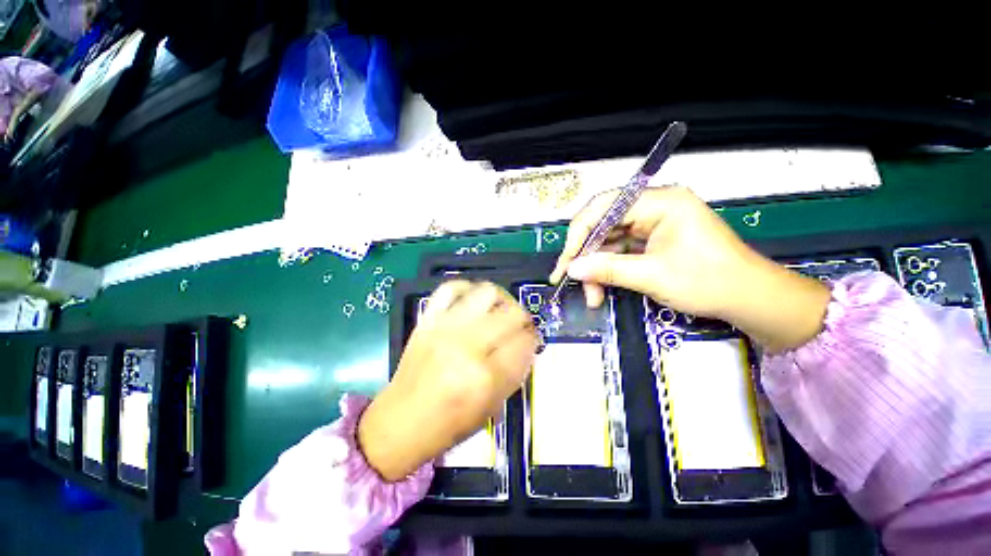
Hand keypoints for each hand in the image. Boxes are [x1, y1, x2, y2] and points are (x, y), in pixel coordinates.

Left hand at [358, 281, 538, 480]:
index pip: (526, 342)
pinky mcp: (427, 320)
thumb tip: (527, 343)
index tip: (531, 342)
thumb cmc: (448, 425)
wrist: (400, 422)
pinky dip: (467, 289)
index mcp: (486, 378)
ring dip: (501, 299)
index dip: (533, 340)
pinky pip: (450, 288)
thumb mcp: (492, 408)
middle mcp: (468, 347)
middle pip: (512, 313)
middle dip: (523, 319)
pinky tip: (472, 301)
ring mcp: (445, 328)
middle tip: (518, 327)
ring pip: (487, 293)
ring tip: (499, 310)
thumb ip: (515, 372)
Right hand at [550, 186, 829, 351]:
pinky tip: (601, 287)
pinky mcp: (652, 239)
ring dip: (596, 267)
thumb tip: (571, 269)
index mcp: (660, 201)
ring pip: (608, 240)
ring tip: (592, 294)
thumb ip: (607, 269)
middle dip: (586, 255)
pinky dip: (608, 268)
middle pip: (603, 224)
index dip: (579, 234)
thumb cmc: (709, 282)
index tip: (566, 262)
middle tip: (571, 280)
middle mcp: (653, 206)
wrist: (749, 299)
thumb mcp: (653, 276)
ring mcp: (652, 223)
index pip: (604, 207)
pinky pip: (619, 250)